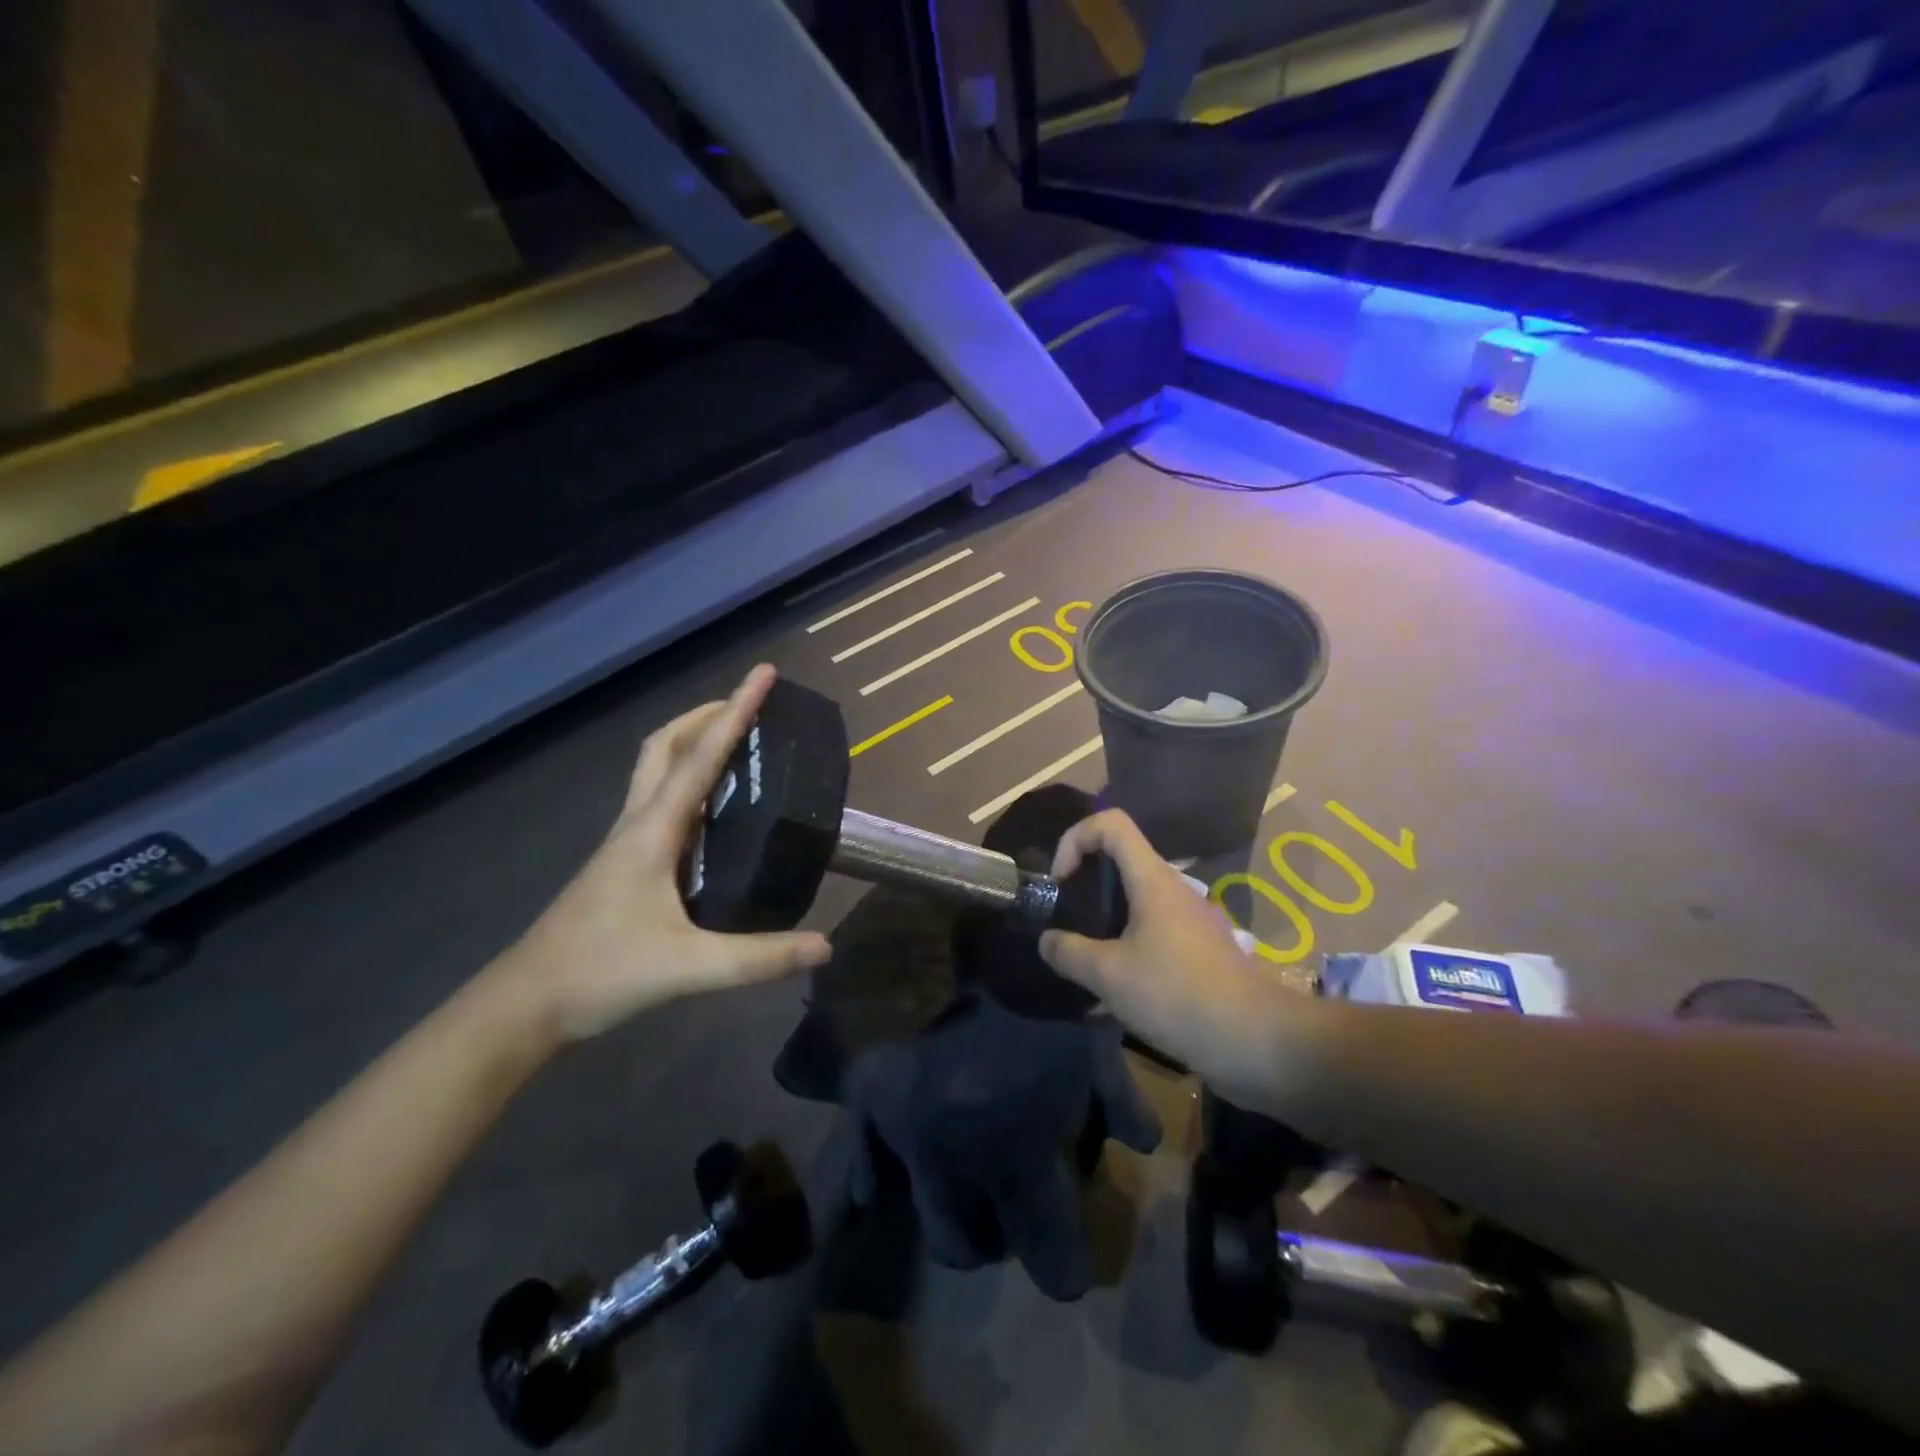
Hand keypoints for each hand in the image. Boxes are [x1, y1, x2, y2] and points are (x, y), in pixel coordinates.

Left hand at [508, 666, 830, 1041]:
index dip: (737, 711)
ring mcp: (626, 841)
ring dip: (694, 742)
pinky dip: (688, 780)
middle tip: (750, 708)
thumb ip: (759, 957)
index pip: (701, 756)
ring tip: (738, 745)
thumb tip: (824, 945)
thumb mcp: (689, 968)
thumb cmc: (602, 973)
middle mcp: (637, 822)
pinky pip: (659, 799)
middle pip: (665, 745)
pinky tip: (713, 809)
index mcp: (653, 829)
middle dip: (707, 715)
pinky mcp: (624, 862)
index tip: (765, 674)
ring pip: (657, 768)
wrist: (527, 1004)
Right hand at [1040, 810, 1299, 1095]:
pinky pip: (1152, 936)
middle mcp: (1173, 890)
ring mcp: (1189, 921)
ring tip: (1084, 965)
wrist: (1258, 1042)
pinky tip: (1114, 996)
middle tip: (1065, 922)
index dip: (1075, 838)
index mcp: (1152, 879)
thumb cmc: (1177, 994)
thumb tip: (1047, 940)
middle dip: (1085, 885)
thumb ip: (1069, 952)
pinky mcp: (1199, 952)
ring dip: (1103, 924)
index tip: (1060, 882)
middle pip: (1121, 862)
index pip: (1110, 823)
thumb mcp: (1109, 975)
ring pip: (1135, 904)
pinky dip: (1126, 951)